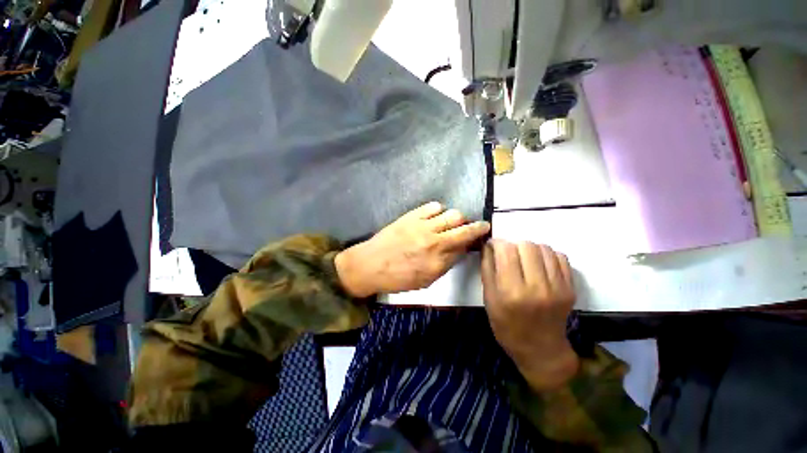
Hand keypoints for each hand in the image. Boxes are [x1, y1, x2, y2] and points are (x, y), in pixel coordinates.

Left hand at [335, 202, 489, 296]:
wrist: (370, 264)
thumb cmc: (397, 278)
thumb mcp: (425, 281)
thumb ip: (445, 265)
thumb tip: (459, 251)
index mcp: (438, 261)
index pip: (465, 247)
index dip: (474, 242)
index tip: (479, 239)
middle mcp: (435, 241)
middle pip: (464, 228)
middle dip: (477, 226)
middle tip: (479, 226)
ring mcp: (423, 225)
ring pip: (453, 214)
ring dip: (458, 219)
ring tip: (453, 222)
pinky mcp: (412, 215)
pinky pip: (433, 206)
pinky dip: (439, 210)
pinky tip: (435, 216)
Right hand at [481, 240, 578, 390]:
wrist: (541, 350)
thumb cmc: (507, 326)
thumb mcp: (489, 299)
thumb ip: (487, 269)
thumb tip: (489, 245)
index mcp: (511, 292)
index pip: (506, 251)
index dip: (497, 243)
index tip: (493, 246)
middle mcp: (536, 287)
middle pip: (526, 245)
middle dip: (513, 245)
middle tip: (508, 254)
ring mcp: (558, 288)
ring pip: (544, 248)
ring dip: (530, 248)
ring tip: (523, 258)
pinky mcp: (570, 288)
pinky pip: (560, 257)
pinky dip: (546, 255)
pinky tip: (538, 264)